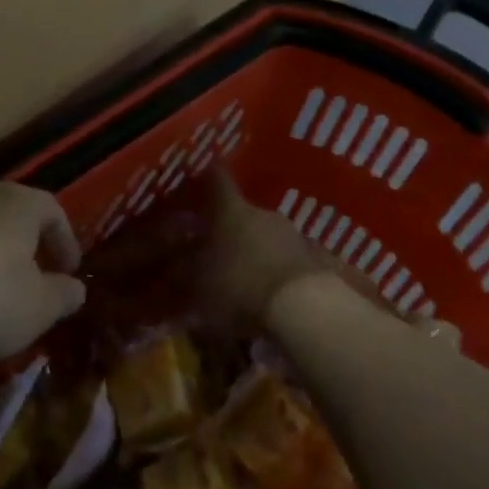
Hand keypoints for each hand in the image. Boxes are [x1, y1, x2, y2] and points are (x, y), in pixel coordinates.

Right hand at [194, 171, 341, 325]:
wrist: (305, 310)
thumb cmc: (240, 288)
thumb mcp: (198, 287)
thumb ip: (183, 275)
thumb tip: (172, 269)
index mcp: (232, 211)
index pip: (216, 179)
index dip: (206, 177)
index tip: (198, 178)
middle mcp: (263, 214)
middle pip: (242, 212)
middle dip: (228, 228)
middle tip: (214, 249)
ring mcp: (294, 235)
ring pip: (266, 236)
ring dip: (255, 250)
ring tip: (243, 277)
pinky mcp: (316, 260)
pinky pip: (288, 259)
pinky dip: (276, 270)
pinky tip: (269, 293)